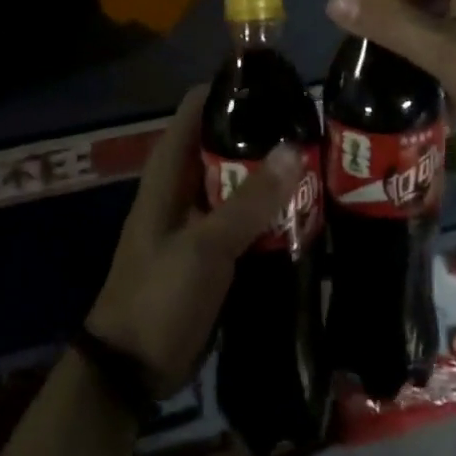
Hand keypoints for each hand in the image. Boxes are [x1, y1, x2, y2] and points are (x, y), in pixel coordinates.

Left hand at [86, 87, 302, 397]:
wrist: (134, 368)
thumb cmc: (160, 294)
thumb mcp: (206, 246)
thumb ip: (250, 200)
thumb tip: (293, 147)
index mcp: (170, 168)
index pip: (200, 105)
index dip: (236, 90)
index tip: (281, 87)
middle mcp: (184, 182)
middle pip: (226, 139)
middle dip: (266, 132)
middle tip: (315, 127)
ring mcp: (200, 215)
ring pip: (240, 178)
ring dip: (273, 171)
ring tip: (322, 159)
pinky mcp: (214, 245)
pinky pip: (246, 213)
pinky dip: (271, 207)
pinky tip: (308, 206)